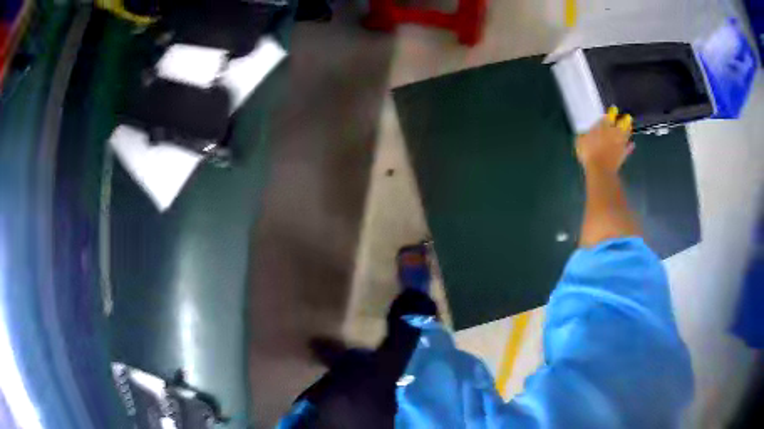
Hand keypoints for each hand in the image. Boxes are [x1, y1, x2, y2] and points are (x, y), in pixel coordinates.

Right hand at [575, 106, 633, 174]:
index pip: (609, 116)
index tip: (614, 109)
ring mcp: (619, 143)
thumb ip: (585, 135)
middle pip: (621, 124)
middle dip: (624, 120)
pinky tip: (632, 144)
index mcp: (602, 127)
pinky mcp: (623, 154)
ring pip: (626, 134)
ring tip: (630, 126)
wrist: (600, 170)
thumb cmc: (588, 153)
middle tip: (627, 117)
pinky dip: (630, 146)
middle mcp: (613, 132)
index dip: (612, 112)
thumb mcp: (581, 141)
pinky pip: (628, 148)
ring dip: (628, 130)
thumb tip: (587, 133)